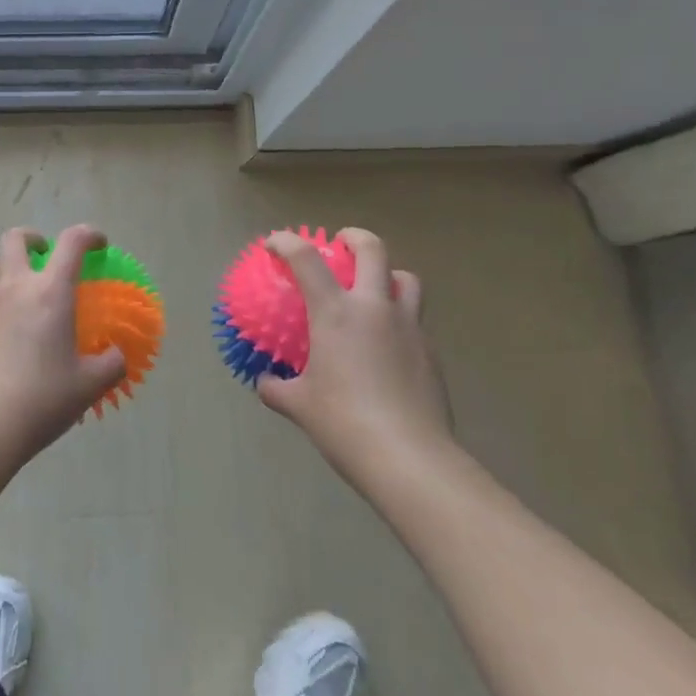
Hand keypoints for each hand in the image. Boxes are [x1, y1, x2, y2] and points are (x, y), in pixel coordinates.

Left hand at [0, 224, 127, 464]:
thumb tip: (117, 356)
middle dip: (33, 238)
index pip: (72, 242)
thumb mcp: (89, 385)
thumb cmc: (43, 398)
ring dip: (4, 266)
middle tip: (46, 255)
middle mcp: (14, 288)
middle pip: (15, 239)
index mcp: (50, 292)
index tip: (99, 245)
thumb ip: (111, 364)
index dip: (89, 235)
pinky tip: (1, 330)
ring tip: (19, 286)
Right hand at [255, 228, 452, 486]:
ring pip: (407, 279)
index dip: (286, 242)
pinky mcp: (431, 352)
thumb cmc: (344, 423)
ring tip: (375, 290)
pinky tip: (389, 346)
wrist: (409, 457)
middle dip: (355, 238)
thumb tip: (264, 382)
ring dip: (389, 274)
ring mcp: (409, 327)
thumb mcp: (300, 406)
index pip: (306, 259)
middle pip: (373, 249)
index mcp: (336, 312)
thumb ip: (278, 388)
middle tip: (342, 244)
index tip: (274, 243)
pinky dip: (400, 320)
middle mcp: (374, 307)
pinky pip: (416, 321)